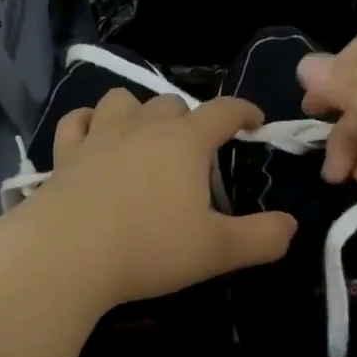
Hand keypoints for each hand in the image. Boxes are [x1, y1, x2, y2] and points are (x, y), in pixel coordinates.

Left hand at [20, 89, 297, 306]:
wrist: (66, 256)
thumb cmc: (149, 248)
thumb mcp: (217, 251)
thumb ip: (261, 238)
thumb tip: (291, 226)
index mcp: (185, 142)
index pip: (224, 111)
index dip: (244, 112)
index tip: (255, 122)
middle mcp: (143, 127)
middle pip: (172, 103)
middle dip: (190, 119)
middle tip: (195, 151)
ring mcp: (99, 136)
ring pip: (123, 101)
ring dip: (139, 112)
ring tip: (144, 137)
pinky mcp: (64, 154)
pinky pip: (77, 122)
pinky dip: (88, 123)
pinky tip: (91, 137)